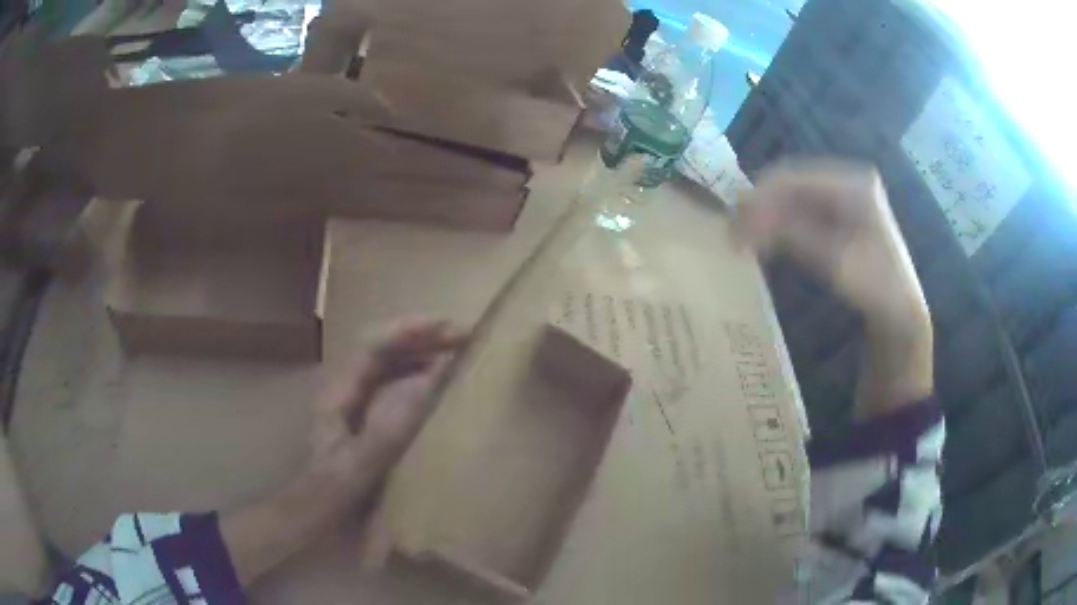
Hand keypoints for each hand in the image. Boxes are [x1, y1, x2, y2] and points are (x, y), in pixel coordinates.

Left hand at [222, 318, 467, 587]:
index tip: (450, 328)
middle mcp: (349, 393)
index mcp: (340, 395)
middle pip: (385, 350)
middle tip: (467, 337)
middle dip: (423, 337)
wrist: (312, 525)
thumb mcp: (356, 469)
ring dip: (424, 354)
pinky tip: (443, 390)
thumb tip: (429, 385)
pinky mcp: (371, 427)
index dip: (410, 331)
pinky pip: (399, 391)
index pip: (374, 346)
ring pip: (392, 368)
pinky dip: (423, 381)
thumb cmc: (329, 498)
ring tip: (460, 353)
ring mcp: (360, 409)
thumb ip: (387, 431)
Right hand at [733, 160, 932, 414]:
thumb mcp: (832, 260)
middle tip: (735, 229)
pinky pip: (806, 209)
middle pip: (794, 183)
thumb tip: (746, 221)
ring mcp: (848, 195)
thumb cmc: (874, 286)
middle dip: (763, 205)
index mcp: (854, 183)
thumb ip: (790, 234)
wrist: (900, 313)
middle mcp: (849, 179)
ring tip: (746, 235)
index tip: (734, 220)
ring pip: (797, 196)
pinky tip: (769, 237)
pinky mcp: (844, 213)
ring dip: (771, 214)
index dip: (761, 196)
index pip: (796, 178)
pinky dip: (785, 223)